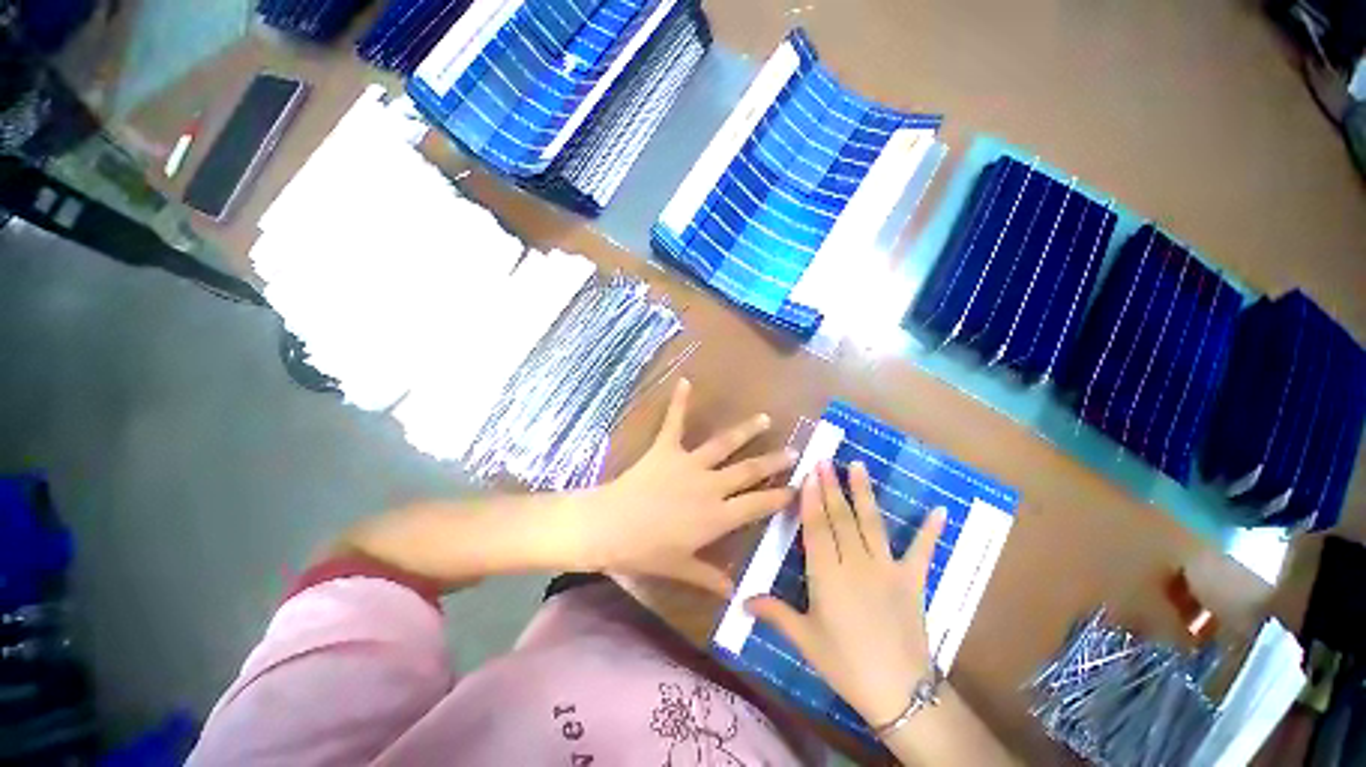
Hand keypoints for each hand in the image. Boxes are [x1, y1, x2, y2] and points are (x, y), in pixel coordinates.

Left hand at [567, 378, 795, 595]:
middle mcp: (710, 485)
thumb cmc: (645, 552)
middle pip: (749, 471)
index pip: (757, 505)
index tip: (798, 488)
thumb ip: (709, 578)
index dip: (779, 497)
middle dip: (773, 462)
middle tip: (794, 451)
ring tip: (763, 419)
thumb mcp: (680, 568)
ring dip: (745, 431)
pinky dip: (679, 401)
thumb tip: (734, 594)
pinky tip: (686, 381)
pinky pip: (674, 421)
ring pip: (724, 444)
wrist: (609, 527)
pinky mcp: (666, 449)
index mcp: (716, 516)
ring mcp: (689, 463)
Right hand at [746, 461, 944, 728]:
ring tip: (858, 465)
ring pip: (871, 524)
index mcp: (827, 575)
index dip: (812, 499)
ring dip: (864, 493)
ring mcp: (886, 569)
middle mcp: (855, 564)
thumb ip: (774, 613)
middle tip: (826, 460)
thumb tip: (741, 601)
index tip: (810, 474)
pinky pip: (921, 552)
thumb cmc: (845, 664)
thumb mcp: (805, 639)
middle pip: (841, 518)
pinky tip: (938, 509)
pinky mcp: (912, 580)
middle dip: (831, 487)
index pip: (817, 528)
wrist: (899, 693)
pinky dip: (929, 531)